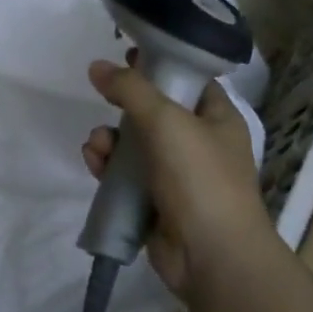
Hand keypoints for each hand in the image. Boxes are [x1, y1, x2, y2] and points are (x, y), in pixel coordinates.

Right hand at [81, 59, 276, 295]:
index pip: (189, 79)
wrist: (211, 257)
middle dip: (124, 105)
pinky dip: (108, 167)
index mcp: (217, 119)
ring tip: (98, 144)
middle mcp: (199, 143)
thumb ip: (130, 89)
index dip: (160, 64)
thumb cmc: (200, 178)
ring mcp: (177, 175)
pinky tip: (95, 163)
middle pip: (155, 111)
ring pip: (134, 144)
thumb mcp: (166, 120)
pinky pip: (125, 175)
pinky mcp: (154, 202)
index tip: (128, 55)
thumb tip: (97, 66)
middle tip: (103, 94)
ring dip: (111, 139)